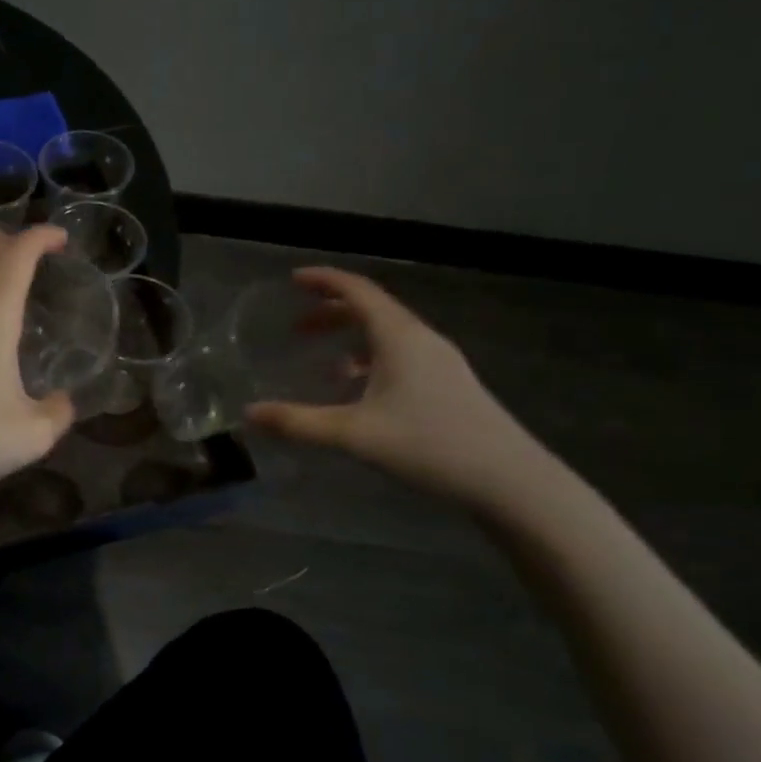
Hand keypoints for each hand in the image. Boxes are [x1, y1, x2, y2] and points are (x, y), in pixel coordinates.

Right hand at [244, 267, 545, 507]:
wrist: (511, 481)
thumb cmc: (430, 446)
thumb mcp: (354, 434)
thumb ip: (299, 422)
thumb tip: (249, 413)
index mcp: (399, 337)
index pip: (357, 290)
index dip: (324, 280)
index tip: (292, 280)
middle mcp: (421, 339)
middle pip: (371, 309)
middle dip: (331, 312)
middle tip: (297, 327)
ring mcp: (440, 362)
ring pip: (388, 334)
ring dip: (351, 338)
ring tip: (323, 360)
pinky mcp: (450, 384)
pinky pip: (401, 355)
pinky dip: (371, 359)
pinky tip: (360, 390)